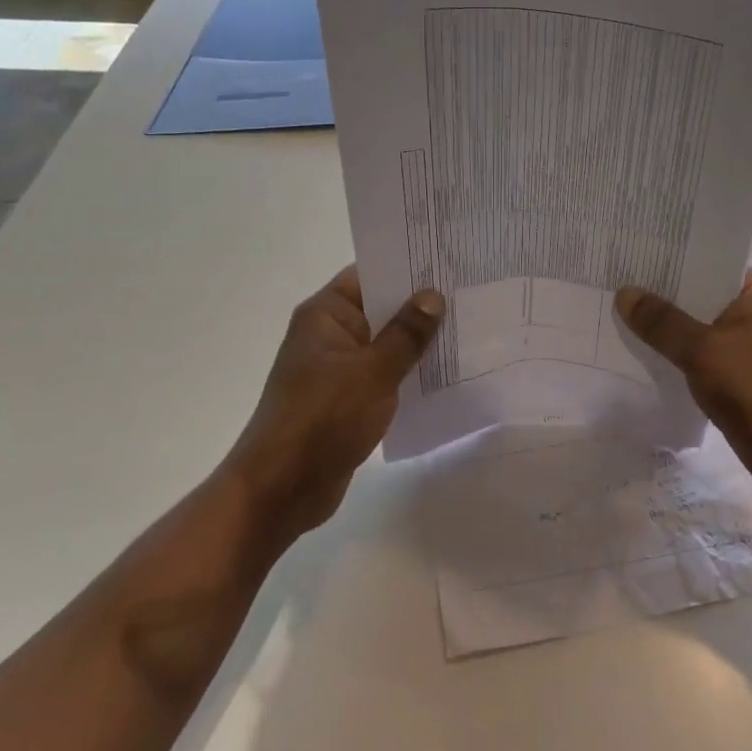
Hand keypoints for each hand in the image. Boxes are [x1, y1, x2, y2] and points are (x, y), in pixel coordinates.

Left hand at [230, 266, 442, 540]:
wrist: (280, 489)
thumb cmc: (323, 418)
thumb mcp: (373, 371)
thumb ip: (406, 333)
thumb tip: (432, 296)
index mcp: (326, 315)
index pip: (369, 274)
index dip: (407, 266)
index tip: (449, 261)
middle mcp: (329, 335)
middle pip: (380, 308)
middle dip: (421, 305)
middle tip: (470, 293)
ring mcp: (337, 369)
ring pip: (385, 344)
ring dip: (418, 342)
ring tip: (469, 329)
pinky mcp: (346, 400)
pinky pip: (383, 375)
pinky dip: (408, 372)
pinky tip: (446, 373)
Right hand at [616, 269, 751, 497]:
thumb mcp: (704, 348)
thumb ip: (662, 322)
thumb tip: (624, 293)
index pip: (705, 261)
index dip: (668, 259)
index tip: (629, 255)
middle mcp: (750, 312)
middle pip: (695, 295)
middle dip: (658, 295)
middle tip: (611, 283)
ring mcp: (743, 346)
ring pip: (693, 329)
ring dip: (663, 329)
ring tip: (614, 315)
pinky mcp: (734, 377)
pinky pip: (695, 358)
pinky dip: (672, 357)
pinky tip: (637, 354)